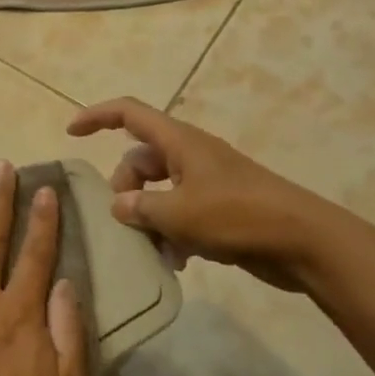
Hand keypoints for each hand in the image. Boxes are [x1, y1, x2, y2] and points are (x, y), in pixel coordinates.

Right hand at [67, 97, 343, 291]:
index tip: (71, 132)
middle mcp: (189, 155)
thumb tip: (119, 205)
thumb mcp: (178, 213)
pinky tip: (175, 261)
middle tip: (126, 220)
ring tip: (152, 248)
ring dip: (148, 217)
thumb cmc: (237, 216)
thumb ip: (140, 207)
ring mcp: (206, 182)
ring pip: (158, 191)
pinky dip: (171, 232)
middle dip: (125, 188)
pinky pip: (180, 213)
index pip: (129, 113)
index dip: (97, 116)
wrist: (304, 242)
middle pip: (140, 160)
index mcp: (178, 142)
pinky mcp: (220, 209)